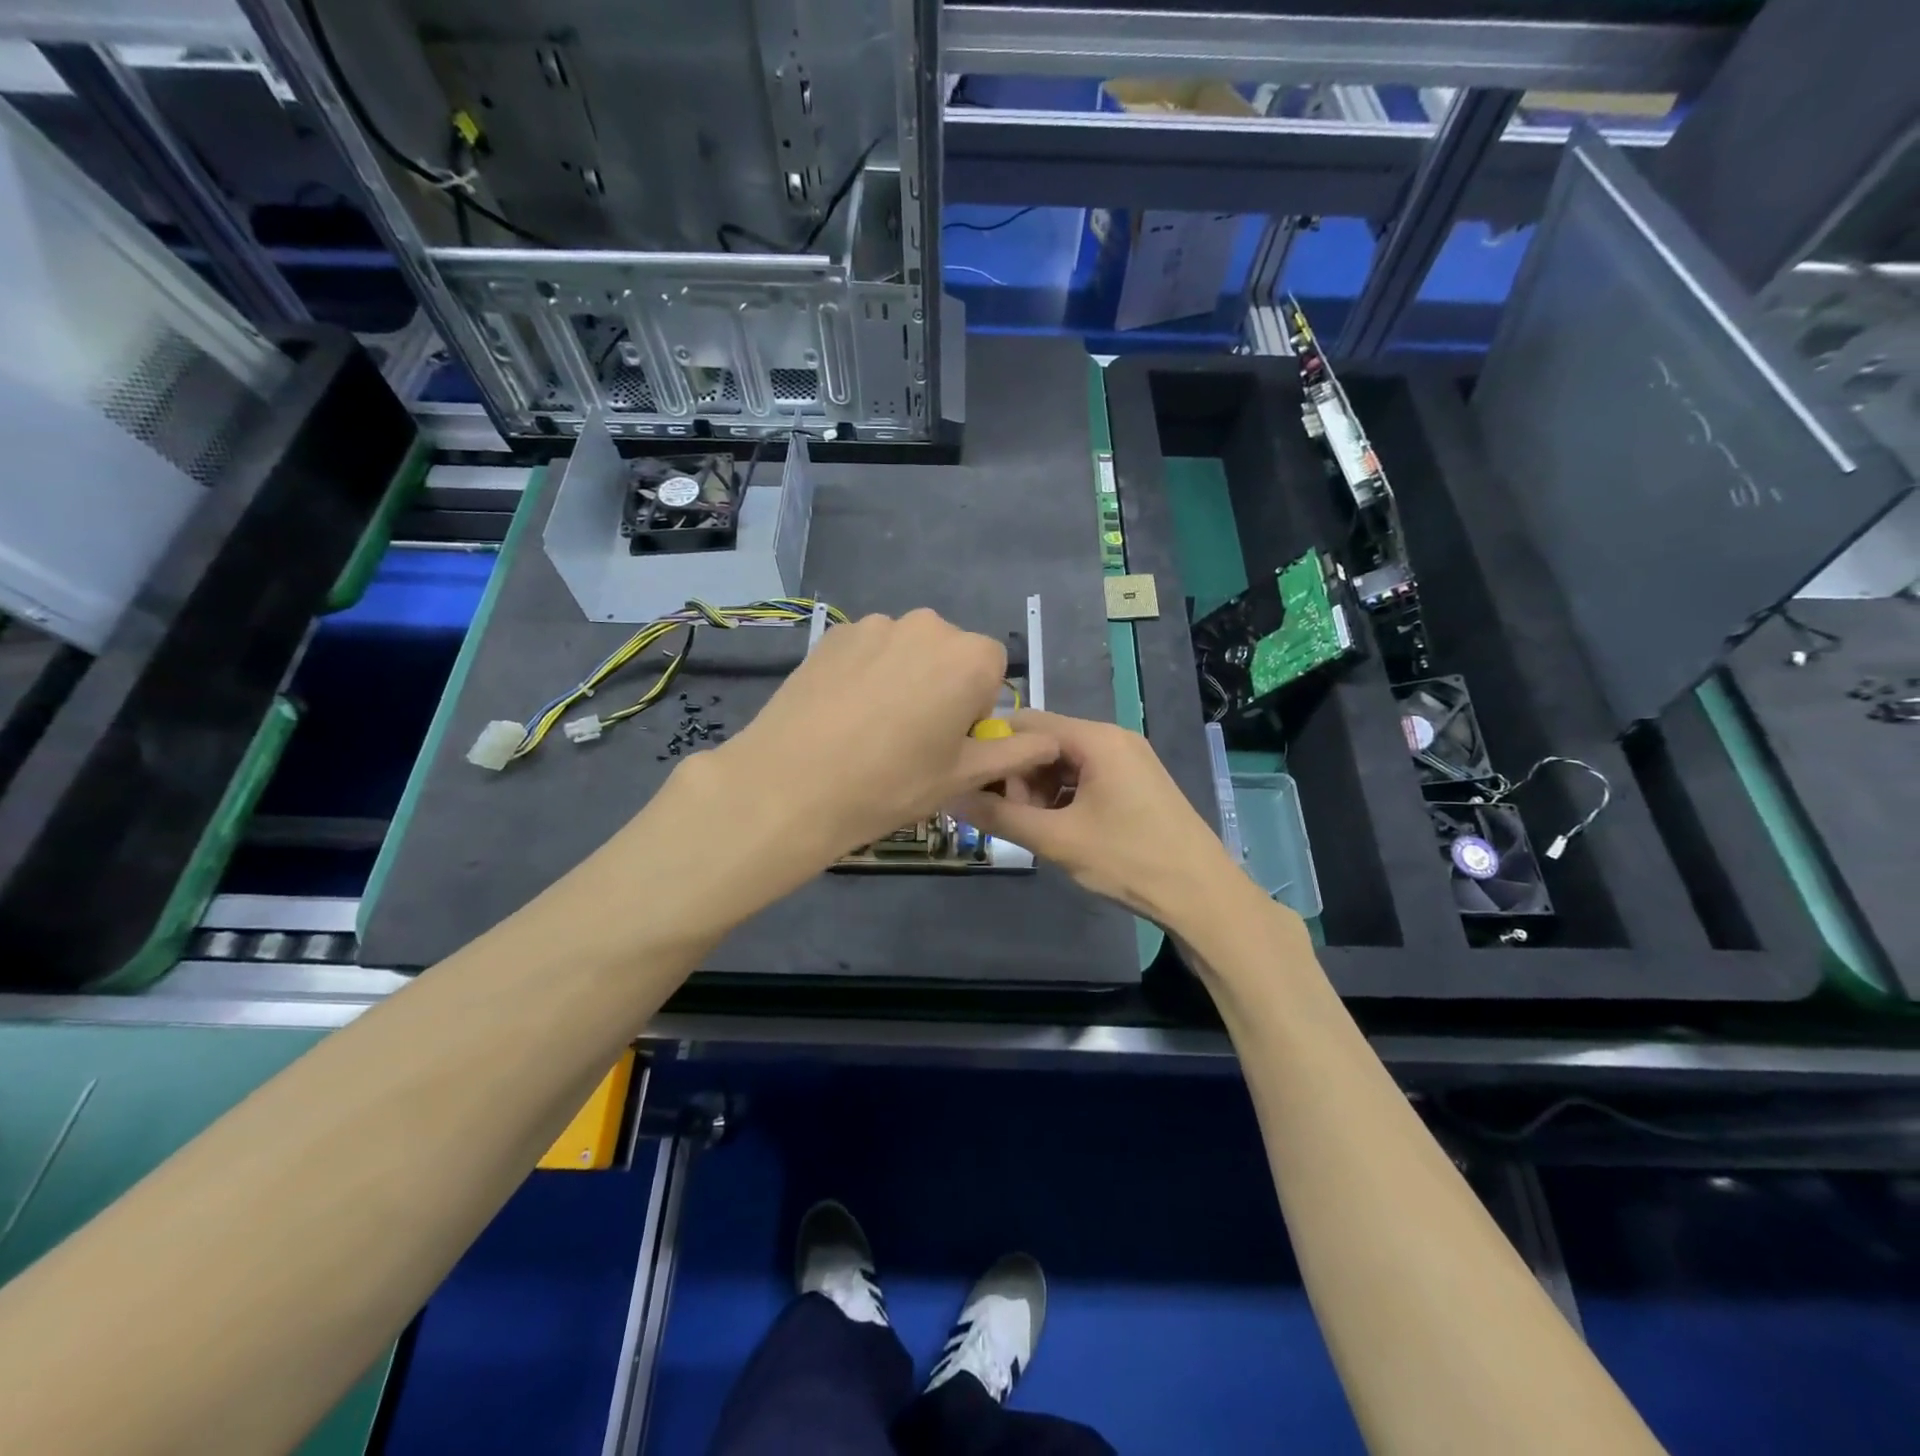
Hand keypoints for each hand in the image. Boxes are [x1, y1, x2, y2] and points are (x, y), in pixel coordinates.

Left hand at [696, 610, 1059, 867]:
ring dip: (905, 677)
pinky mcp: (834, 633)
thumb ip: (1012, 752)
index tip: (951, 740)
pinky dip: (867, 673)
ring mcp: (875, 625)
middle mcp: (927, 626)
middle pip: (951, 654)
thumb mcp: (961, 775)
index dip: (976, 706)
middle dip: (943, 686)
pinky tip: (843, 713)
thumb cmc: (890, 784)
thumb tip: (1049, 741)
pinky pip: (869, 649)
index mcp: (968, 657)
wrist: (790, 784)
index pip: (993, 668)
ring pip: (908, 650)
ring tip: (872, 727)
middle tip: (913, 737)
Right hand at [948, 710, 1242, 925]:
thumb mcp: (1056, 840)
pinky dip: (1063, 797)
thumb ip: (999, 815)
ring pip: (1064, 762)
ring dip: (1039, 790)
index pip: (1026, 722)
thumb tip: (950, 796)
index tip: (975, 784)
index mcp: (1096, 739)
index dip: (995, 749)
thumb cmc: (1129, 860)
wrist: (1203, 895)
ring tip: (1031, 827)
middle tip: (1006, 816)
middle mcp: (1113, 738)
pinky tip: (1057, 829)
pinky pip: (1085, 777)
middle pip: (1045, 741)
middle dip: (1018, 775)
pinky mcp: (1135, 783)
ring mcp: (1128, 760)